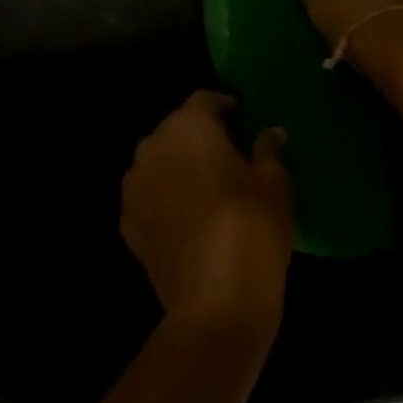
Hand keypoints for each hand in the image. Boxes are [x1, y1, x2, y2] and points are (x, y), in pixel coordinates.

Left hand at [121, 92, 292, 332]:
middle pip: (177, 128)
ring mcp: (133, 184)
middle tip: (229, 158)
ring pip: (158, 161)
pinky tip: (187, 222)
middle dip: (200, 137)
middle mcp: (152, 145)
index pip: (205, 99)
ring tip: (206, 190)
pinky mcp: (127, 222)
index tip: (244, 125)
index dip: (226, 108)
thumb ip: (268, 150)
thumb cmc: (252, 229)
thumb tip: (270, 132)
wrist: (216, 304)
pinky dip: (164, 200)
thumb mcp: (275, 185)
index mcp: (188, 126)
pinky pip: (148, 196)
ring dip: (178, 167)